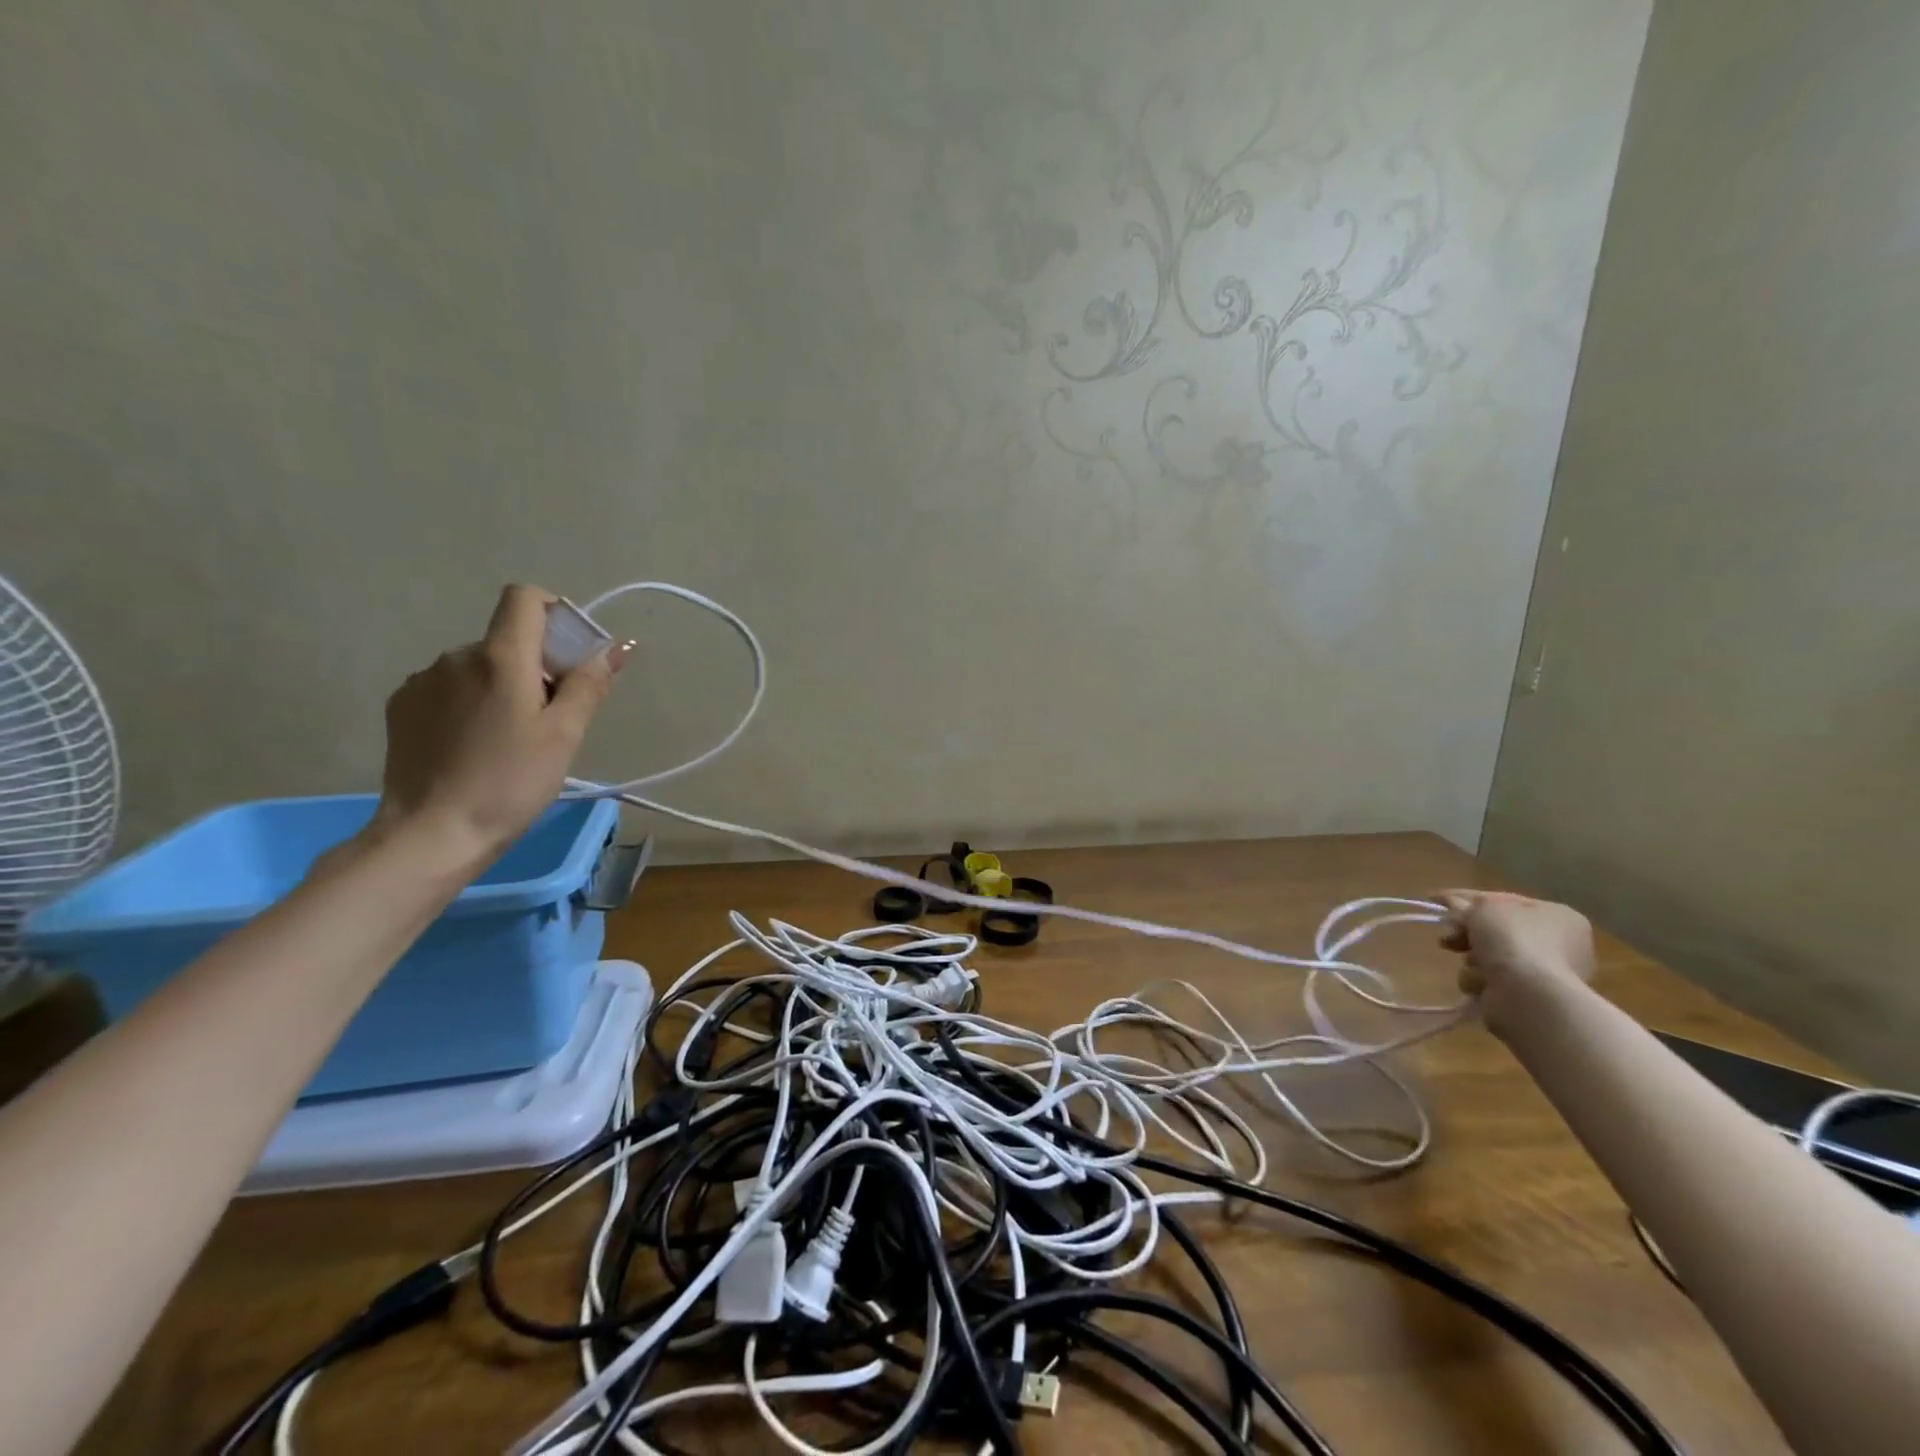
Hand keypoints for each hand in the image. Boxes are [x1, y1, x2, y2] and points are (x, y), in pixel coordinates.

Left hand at [369, 584, 625, 865]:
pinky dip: (470, 703)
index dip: (554, 613)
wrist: (431, 833)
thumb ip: (588, 684)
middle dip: (535, 665)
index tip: (570, 654)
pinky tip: (474, 745)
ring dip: (501, 686)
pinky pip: (449, 688)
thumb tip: (613, 648)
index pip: (524, 598)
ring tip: (510, 739)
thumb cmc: (510, 782)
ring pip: (479, 666)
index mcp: (500, 657)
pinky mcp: (402, 707)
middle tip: (550, 718)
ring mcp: (423, 681)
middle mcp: (455, 656)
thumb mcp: (564, 735)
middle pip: (507, 639)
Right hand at [1438, 890, 1594, 1031]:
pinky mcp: (1530, 997)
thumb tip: (1453, 906)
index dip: (1466, 898)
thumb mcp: (1482, 908)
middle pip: (1497, 931)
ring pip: (1491, 956)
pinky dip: (1480, 979)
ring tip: (1472, 965)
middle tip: (1448, 937)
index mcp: (1558, 915)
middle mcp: (1561, 944)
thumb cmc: (1512, 939)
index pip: (1503, 900)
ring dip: (1473, 959)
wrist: (1527, 993)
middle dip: (1468, 934)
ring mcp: (1547, 973)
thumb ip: (1465, 904)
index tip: (1435, 900)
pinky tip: (1481, 983)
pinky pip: (1493, 980)